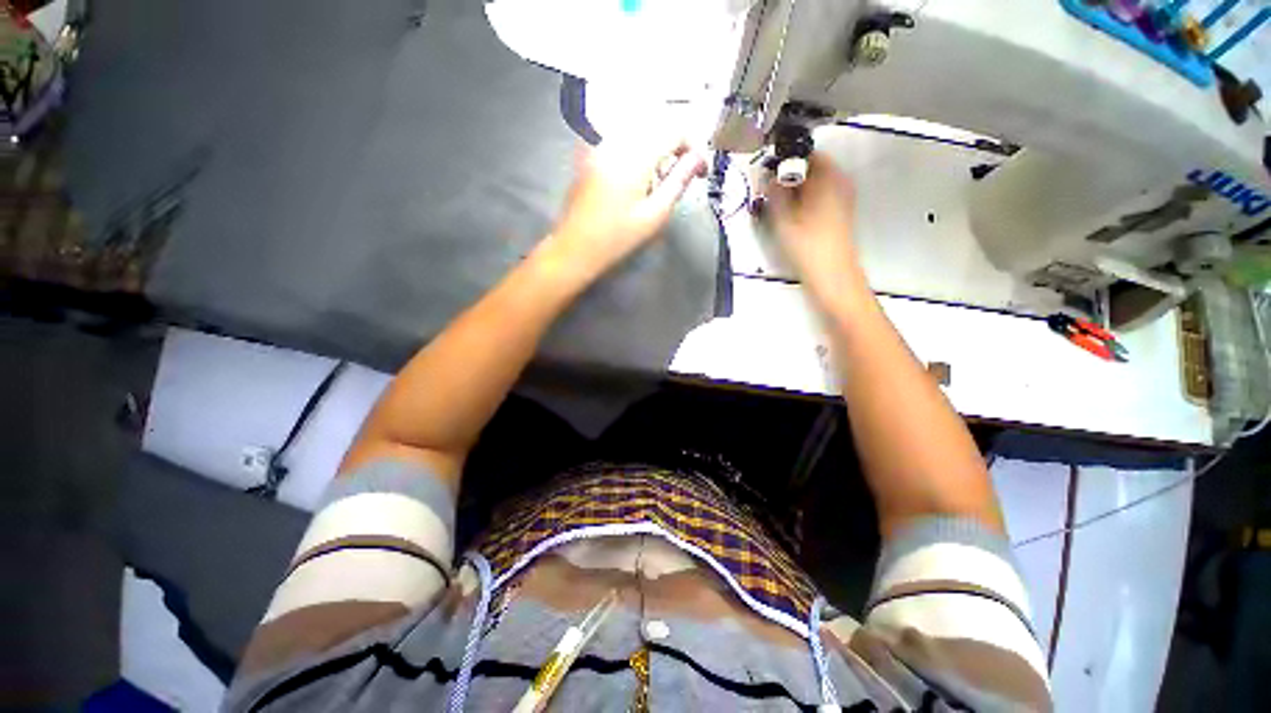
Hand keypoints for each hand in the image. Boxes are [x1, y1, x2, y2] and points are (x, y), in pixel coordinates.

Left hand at [545, 137, 706, 280]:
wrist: (575, 247)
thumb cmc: (617, 237)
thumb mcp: (655, 214)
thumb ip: (679, 181)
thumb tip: (698, 159)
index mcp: (635, 156)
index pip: (674, 130)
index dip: (692, 147)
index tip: (699, 171)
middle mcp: (616, 142)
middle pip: (656, 127)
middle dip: (674, 149)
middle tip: (677, 180)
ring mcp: (599, 146)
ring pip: (639, 133)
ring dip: (655, 151)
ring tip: (655, 185)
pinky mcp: (590, 155)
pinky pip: (621, 142)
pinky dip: (636, 154)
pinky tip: (634, 182)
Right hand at [766, 153, 864, 296]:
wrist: (832, 274)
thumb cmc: (807, 246)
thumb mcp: (783, 218)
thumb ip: (774, 192)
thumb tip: (769, 177)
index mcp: (829, 176)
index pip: (805, 152)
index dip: (784, 161)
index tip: (768, 175)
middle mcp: (839, 181)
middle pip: (810, 167)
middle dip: (788, 177)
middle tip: (770, 193)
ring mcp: (842, 196)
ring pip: (814, 183)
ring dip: (795, 190)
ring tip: (779, 208)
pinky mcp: (840, 211)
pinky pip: (819, 195)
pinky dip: (804, 200)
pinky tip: (792, 218)